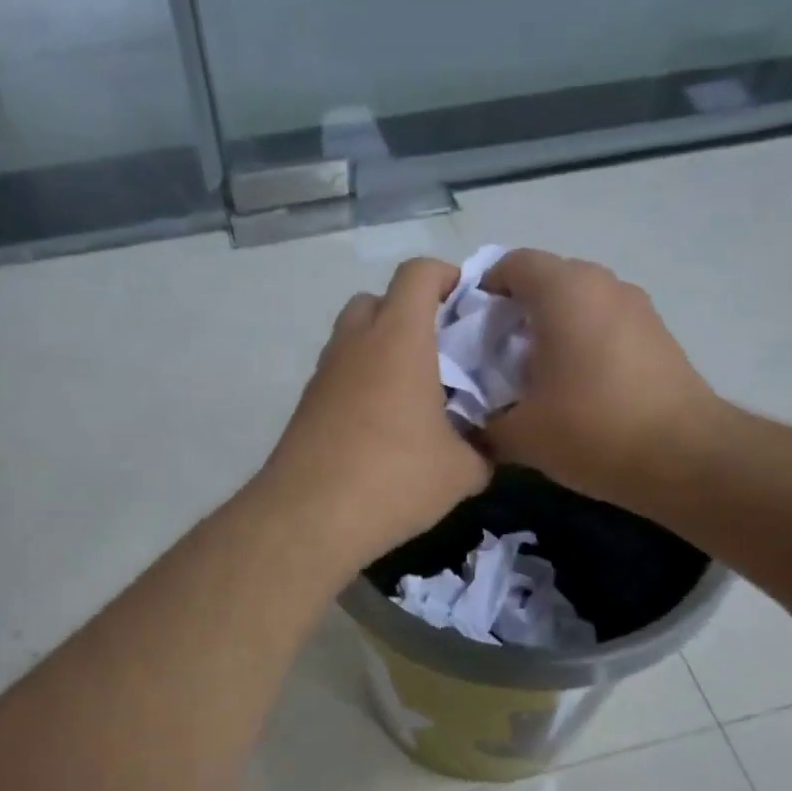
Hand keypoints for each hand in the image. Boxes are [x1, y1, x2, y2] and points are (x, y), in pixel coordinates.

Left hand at [261, 258, 489, 566]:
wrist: (310, 516)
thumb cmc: (395, 478)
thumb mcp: (461, 471)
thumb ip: (482, 451)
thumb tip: (486, 451)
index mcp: (399, 338)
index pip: (418, 274)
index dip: (446, 276)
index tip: (468, 303)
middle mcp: (355, 343)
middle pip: (378, 299)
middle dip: (409, 313)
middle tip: (439, 351)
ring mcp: (324, 373)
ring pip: (353, 337)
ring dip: (381, 349)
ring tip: (411, 393)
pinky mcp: (305, 404)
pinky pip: (339, 374)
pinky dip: (361, 382)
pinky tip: (381, 426)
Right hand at [481, 249, 732, 514]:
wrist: (684, 457)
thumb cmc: (592, 430)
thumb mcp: (520, 434)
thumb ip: (484, 420)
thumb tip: (474, 423)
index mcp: (563, 291)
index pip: (511, 264)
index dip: (483, 291)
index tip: (470, 332)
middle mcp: (602, 284)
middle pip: (546, 280)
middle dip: (516, 311)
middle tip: (496, 356)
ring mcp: (636, 307)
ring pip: (579, 302)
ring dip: (551, 327)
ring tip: (535, 374)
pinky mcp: (657, 334)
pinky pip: (605, 322)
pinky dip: (582, 341)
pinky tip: (575, 386)